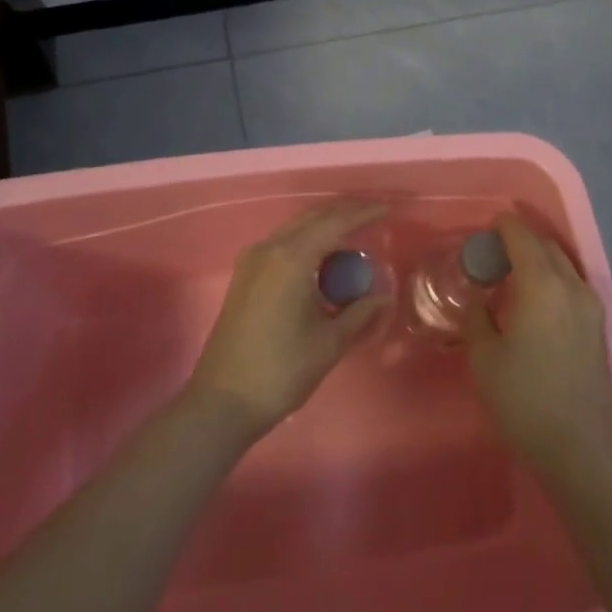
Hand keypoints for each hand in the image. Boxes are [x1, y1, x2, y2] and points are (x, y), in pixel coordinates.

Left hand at [189, 199, 389, 436]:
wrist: (223, 401)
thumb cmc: (281, 370)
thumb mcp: (330, 342)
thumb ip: (360, 312)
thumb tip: (383, 295)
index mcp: (291, 258)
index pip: (335, 222)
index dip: (364, 213)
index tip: (389, 209)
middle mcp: (269, 249)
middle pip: (313, 217)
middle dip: (345, 213)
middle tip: (375, 218)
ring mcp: (253, 261)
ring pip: (296, 229)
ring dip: (326, 227)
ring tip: (355, 238)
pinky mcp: (245, 275)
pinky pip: (284, 244)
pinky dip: (308, 242)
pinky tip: (325, 259)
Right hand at [460, 214, 611, 481]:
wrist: (580, 448)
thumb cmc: (524, 400)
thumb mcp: (485, 359)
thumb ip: (478, 320)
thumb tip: (480, 303)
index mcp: (543, 285)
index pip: (523, 238)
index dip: (505, 226)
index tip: (488, 224)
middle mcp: (572, 286)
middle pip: (547, 247)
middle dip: (523, 239)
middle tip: (495, 249)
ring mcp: (592, 307)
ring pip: (564, 265)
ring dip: (540, 259)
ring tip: (514, 272)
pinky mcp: (599, 328)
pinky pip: (573, 285)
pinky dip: (553, 278)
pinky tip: (536, 299)